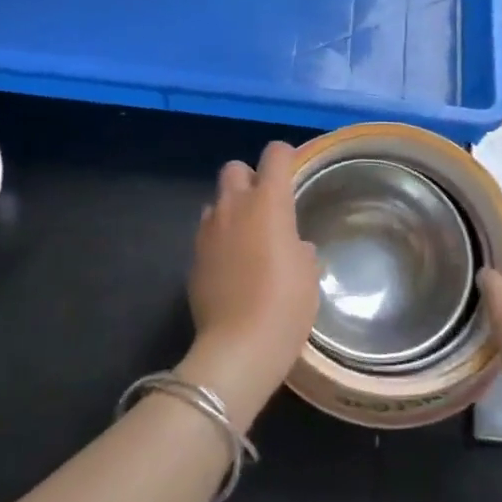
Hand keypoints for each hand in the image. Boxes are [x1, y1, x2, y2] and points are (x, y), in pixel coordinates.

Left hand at [180, 141, 319, 429]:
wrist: (238, 346)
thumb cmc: (286, 304)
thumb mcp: (309, 273)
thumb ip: (300, 248)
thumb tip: (294, 246)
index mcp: (268, 202)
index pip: (274, 154)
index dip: (285, 156)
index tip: (294, 169)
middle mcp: (234, 207)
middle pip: (234, 168)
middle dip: (250, 178)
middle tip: (266, 204)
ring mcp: (208, 232)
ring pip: (216, 201)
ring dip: (231, 209)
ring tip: (247, 236)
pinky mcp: (192, 258)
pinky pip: (206, 234)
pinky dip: (219, 239)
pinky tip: (232, 265)